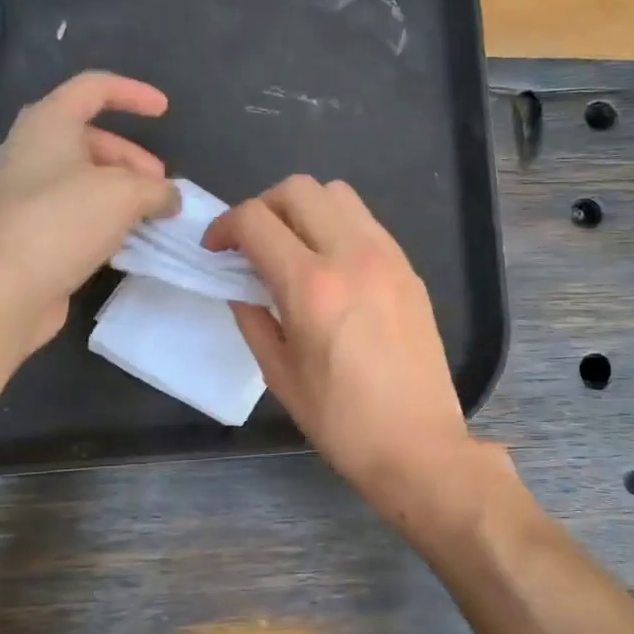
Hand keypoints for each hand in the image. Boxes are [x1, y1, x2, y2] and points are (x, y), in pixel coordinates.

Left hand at [0, 71, 178, 351]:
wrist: (1, 288)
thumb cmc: (61, 222)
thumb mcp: (124, 195)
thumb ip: (156, 189)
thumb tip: (169, 198)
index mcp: (49, 123)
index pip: (94, 88)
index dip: (133, 94)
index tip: (165, 111)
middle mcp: (32, 150)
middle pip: (91, 139)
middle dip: (133, 159)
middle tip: (161, 188)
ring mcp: (27, 193)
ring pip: (84, 179)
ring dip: (122, 193)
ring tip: (151, 217)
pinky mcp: (29, 231)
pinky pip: (75, 213)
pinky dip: (104, 220)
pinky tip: (125, 243)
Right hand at [206, 176, 500, 520]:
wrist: (417, 444)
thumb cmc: (341, 421)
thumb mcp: (280, 374)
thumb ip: (253, 319)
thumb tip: (240, 287)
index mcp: (312, 286)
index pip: (255, 220)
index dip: (224, 226)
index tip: (216, 250)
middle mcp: (352, 255)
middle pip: (298, 189)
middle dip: (262, 207)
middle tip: (252, 245)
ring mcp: (388, 257)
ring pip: (338, 194)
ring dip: (304, 210)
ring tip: (293, 249)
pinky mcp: (409, 269)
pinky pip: (367, 222)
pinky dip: (338, 227)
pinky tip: (332, 267)